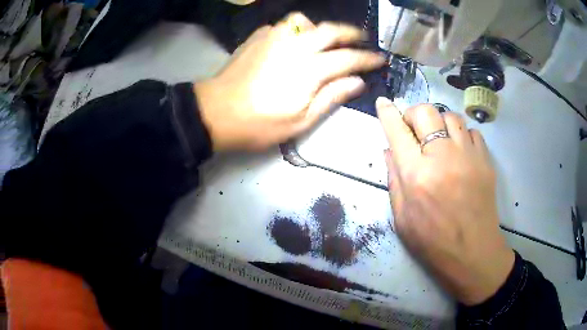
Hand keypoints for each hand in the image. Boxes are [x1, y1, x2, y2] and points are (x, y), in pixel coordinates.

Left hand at [195, 13, 384, 150]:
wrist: (216, 112)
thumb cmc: (259, 124)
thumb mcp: (300, 121)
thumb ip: (332, 97)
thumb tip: (358, 82)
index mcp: (309, 70)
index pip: (347, 58)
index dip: (367, 58)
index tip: (380, 58)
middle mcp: (294, 46)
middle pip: (330, 30)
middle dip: (351, 33)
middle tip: (362, 38)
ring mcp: (273, 38)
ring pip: (304, 21)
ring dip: (319, 27)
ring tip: (323, 39)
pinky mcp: (257, 37)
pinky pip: (283, 26)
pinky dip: (295, 30)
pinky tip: (293, 42)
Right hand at [376, 97, 514, 305]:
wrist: (473, 253)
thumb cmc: (432, 242)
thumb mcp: (402, 218)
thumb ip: (394, 180)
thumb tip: (390, 150)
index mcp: (416, 176)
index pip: (397, 131)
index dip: (387, 113)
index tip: (383, 103)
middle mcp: (442, 158)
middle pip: (426, 111)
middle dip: (414, 114)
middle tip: (414, 129)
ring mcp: (468, 156)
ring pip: (450, 116)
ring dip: (440, 123)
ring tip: (439, 140)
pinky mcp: (485, 160)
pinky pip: (471, 131)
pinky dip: (462, 135)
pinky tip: (459, 150)